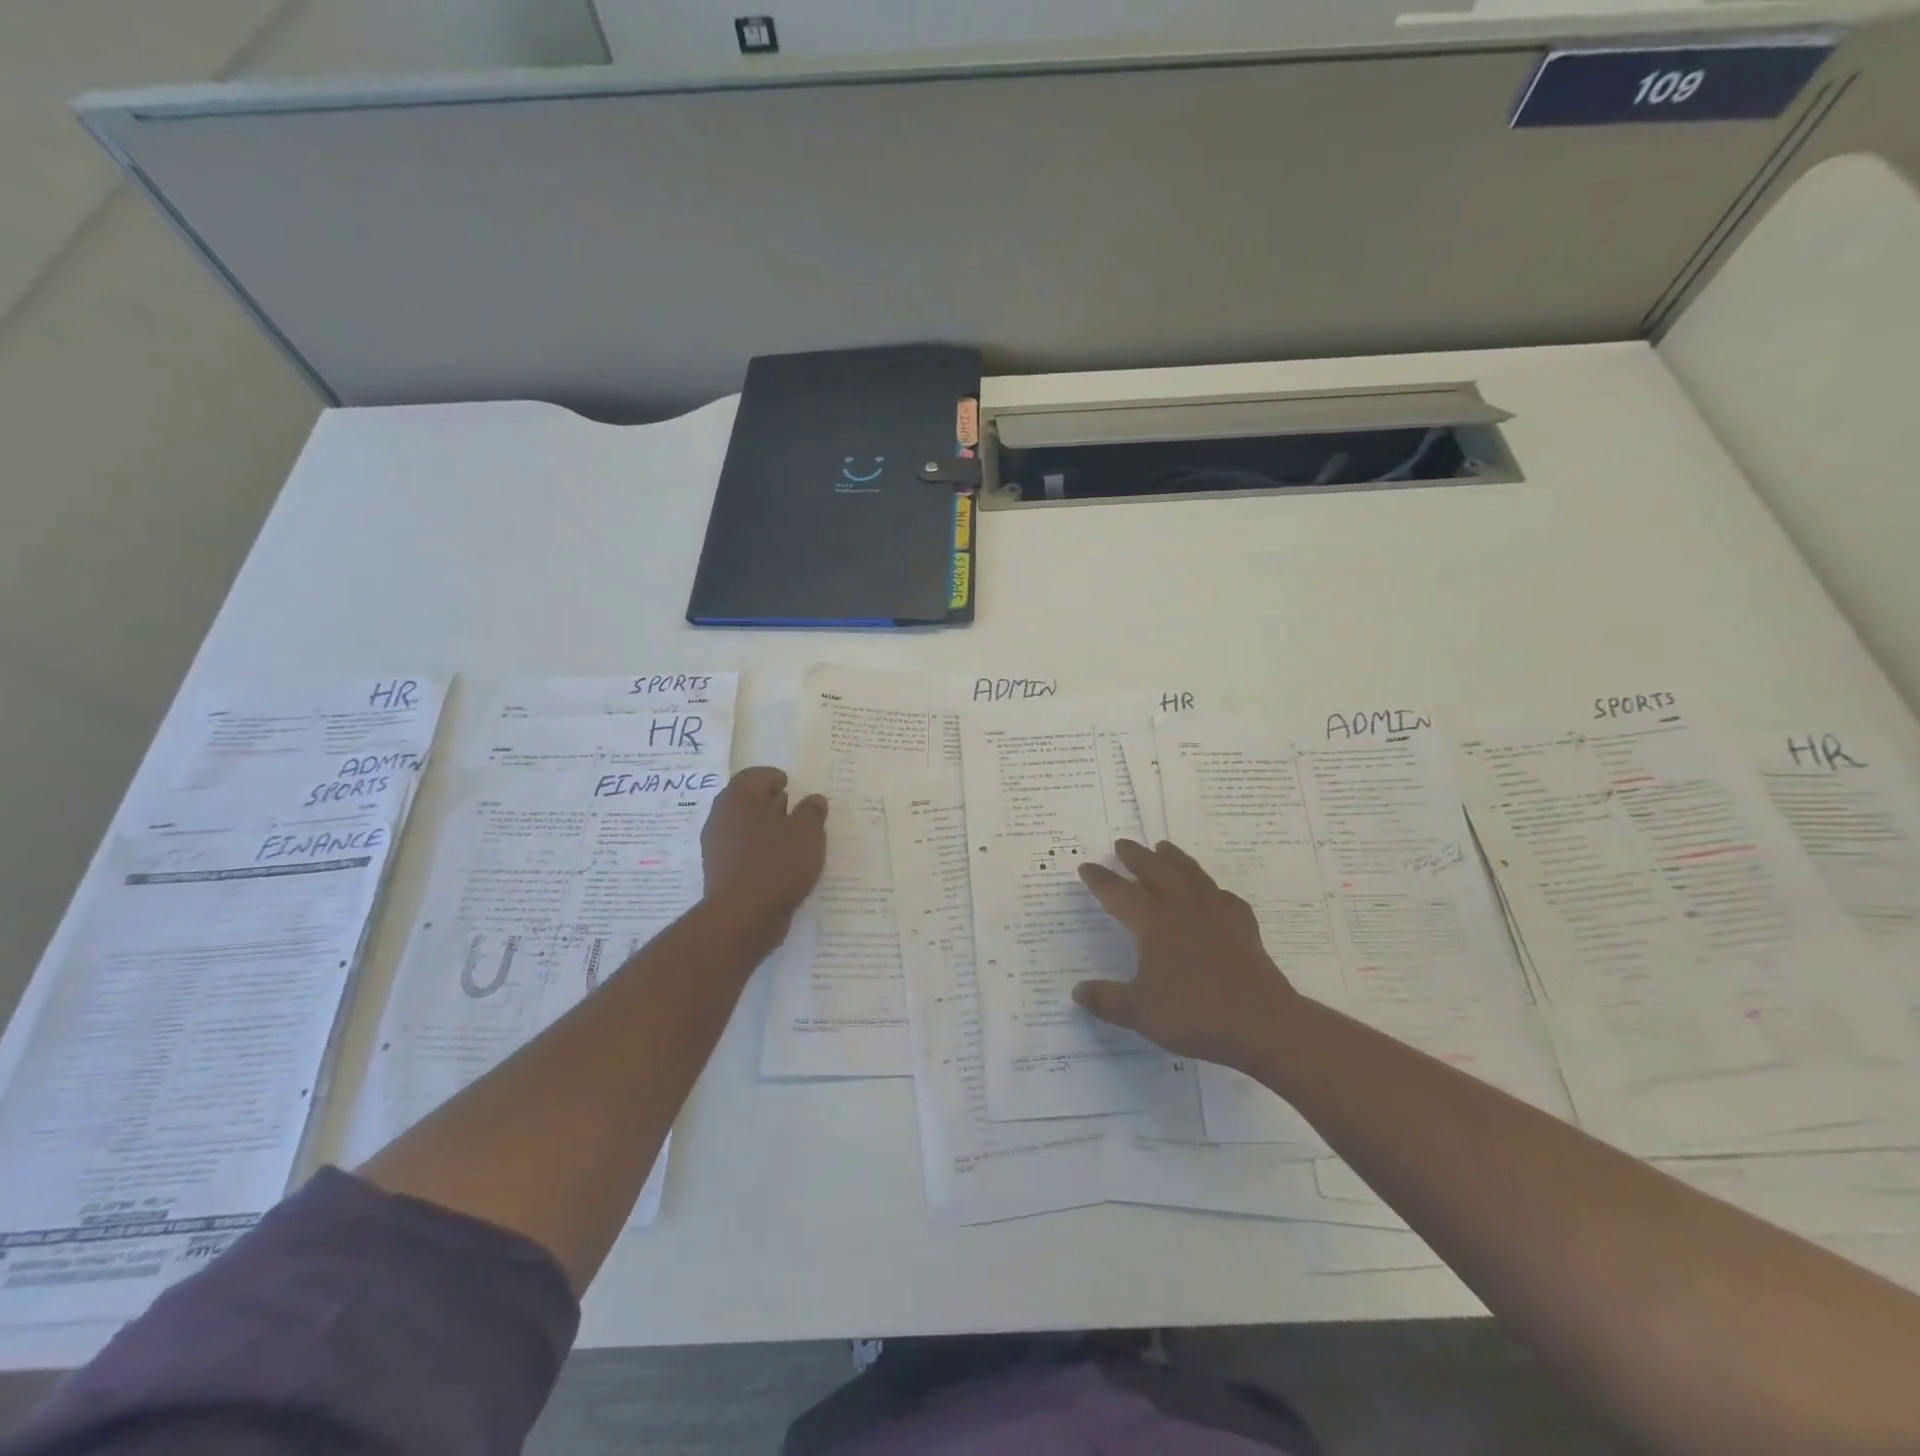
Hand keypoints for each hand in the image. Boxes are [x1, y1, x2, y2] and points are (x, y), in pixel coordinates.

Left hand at [700, 767, 827, 949]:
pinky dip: (760, 853)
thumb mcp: (808, 832)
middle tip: (796, 812)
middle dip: (771, 804)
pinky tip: (780, 866)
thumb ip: (812, 811)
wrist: (742, 916)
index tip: (792, 786)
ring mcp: (716, 846)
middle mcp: (721, 816)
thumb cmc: (777, 862)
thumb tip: (813, 800)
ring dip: (766, 831)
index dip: (775, 778)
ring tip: (793, 842)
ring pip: (745, 828)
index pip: (756, 775)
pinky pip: (743, 852)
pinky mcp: (719, 872)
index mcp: (739, 797)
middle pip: (747, 801)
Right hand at [1074, 839, 1299, 1072]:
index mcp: (1151, 920)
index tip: (1086, 866)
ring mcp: (1215, 911)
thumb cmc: (1194, 1013)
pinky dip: (1213, 890)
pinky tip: (1213, 893)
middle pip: (1154, 869)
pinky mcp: (1242, 924)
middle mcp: (1181, 905)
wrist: (1262, 1023)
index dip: (1100, 879)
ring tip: (1163, 847)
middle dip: (1135, 856)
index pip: (1117, 892)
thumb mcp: (1139, 1013)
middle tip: (1122, 844)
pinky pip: (1224, 896)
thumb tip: (1077, 992)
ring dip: (1174, 858)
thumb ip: (1105, 1000)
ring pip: (1190, 873)